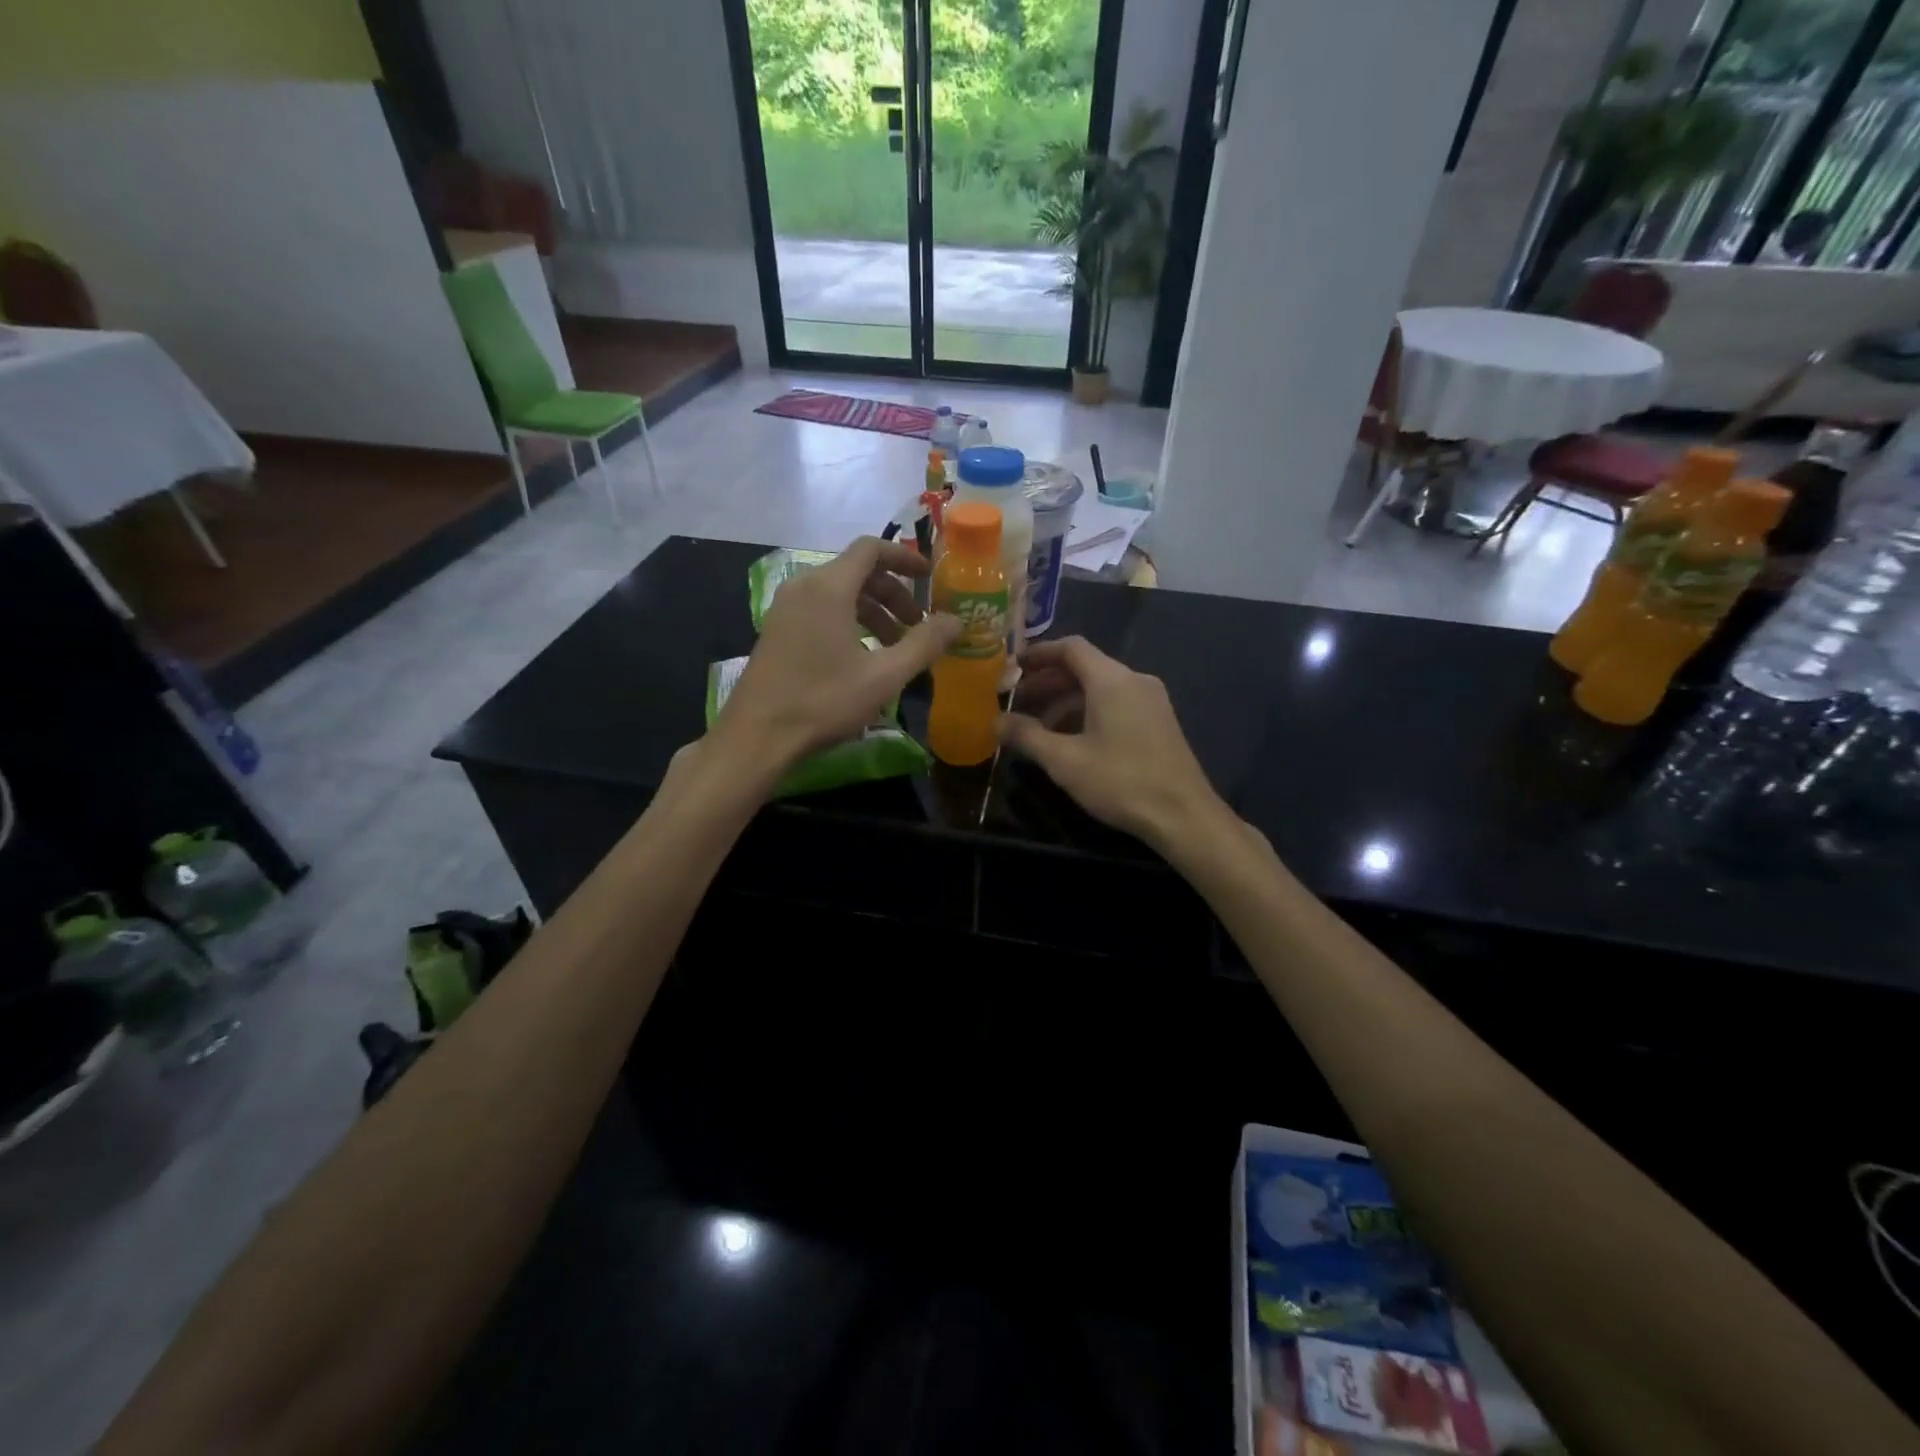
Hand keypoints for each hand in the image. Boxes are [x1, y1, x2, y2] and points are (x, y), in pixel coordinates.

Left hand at [713, 537, 958, 769]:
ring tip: (894, 648)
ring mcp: (785, 609)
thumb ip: (924, 644)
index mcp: (829, 587)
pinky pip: (820, 610)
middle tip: (917, 627)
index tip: (929, 578)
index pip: (871, 549)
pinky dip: (849, 621)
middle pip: (857, 572)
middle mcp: (804, 587)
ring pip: (839, 593)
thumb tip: (956, 621)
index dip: (904, 558)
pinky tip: (862, 658)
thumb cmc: (823, 701)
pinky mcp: (777, 630)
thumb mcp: (884, 676)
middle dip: (893, 594)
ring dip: (873, 611)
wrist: (757, 736)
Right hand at [997, 636, 1230, 852]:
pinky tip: (1070, 741)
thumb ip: (1027, 736)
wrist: (1183, 816)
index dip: (1039, 653)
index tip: (1012, 667)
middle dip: (1048, 682)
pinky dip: (1088, 712)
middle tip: (1016, 701)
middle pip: (1085, 668)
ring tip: (1037, 726)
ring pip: (1100, 689)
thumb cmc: (1121, 781)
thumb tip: (995, 721)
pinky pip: (1116, 704)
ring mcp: (1151, 701)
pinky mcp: (1159, 723)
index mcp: (1112, 680)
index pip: (1071, 648)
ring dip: (1066, 701)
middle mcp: (1134, 681)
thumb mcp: (1064, 760)